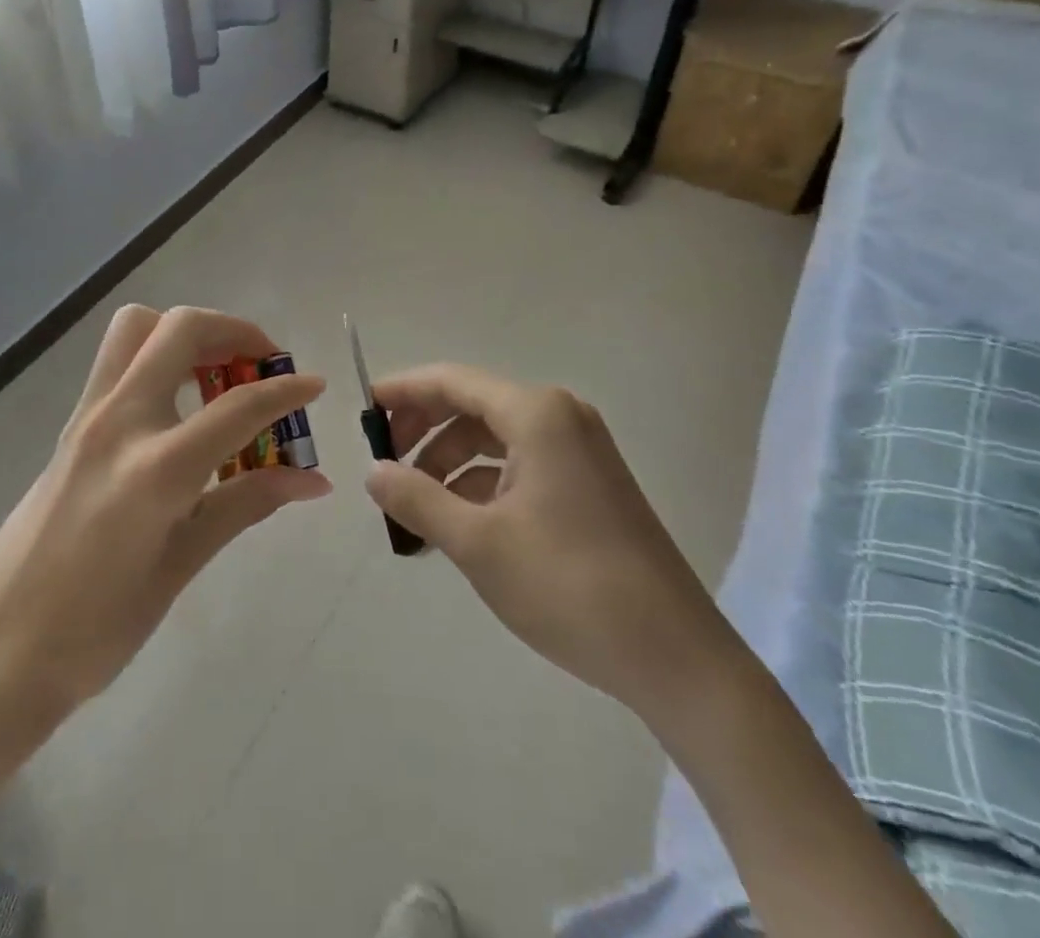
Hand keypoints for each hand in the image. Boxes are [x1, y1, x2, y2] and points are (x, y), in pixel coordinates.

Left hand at [0, 305, 329, 714]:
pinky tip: (178, 408)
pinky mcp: (70, 424)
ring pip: (137, 328)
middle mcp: (120, 421)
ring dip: (187, 333)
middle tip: (263, 364)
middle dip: (234, 331)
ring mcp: (88, 416)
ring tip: (218, 376)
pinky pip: (117, 360)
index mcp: (156, 468)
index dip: (286, 391)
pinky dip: (158, 357)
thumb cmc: (96, 628)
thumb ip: (245, 504)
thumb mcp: (181, 566)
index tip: (315, 385)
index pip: (238, 406)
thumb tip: (312, 480)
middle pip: (180, 330)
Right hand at [363, 364, 732, 720]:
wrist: (676, 658)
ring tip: (414, 507)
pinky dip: (482, 484)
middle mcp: (559, 417)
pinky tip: (457, 522)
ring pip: (494, 438)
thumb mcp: (477, 543)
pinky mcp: (589, 483)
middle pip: (472, 405)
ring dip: (449, 464)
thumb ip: (416, 498)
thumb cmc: (568, 586)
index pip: (452, 381)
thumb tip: (372, 471)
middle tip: (384, 465)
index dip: (403, 392)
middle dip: (424, 431)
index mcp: (536, 414)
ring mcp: (579, 450)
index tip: (363, 413)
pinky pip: (520, 464)